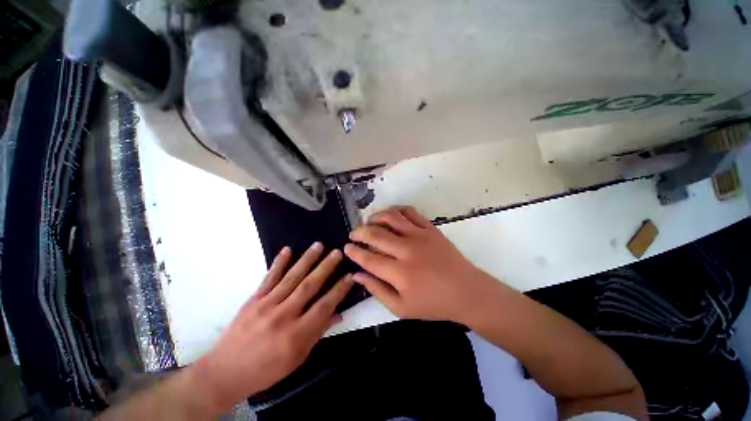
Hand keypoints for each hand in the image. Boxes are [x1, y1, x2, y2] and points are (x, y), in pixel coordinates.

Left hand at [188, 243, 352, 413]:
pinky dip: (279, 263)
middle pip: (309, 286)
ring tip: (319, 245)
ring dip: (307, 259)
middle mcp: (283, 316)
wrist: (225, 373)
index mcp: (296, 335)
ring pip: (292, 278)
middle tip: (337, 252)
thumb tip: (338, 314)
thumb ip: (318, 333)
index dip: (339, 290)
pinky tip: (287, 250)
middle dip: (326, 267)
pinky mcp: (253, 300)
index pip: (324, 306)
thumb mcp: (297, 358)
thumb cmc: (266, 370)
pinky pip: (269, 278)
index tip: (349, 276)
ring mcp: (266, 305)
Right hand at [344, 206, 498, 322]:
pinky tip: (390, 215)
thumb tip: (357, 275)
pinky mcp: (430, 228)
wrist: (466, 291)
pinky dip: (396, 210)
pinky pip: (410, 212)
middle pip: (375, 234)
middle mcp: (407, 250)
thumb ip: (377, 290)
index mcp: (399, 273)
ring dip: (375, 217)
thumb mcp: (401, 308)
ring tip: (369, 222)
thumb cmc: (433, 304)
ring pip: (391, 217)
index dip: (354, 252)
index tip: (346, 247)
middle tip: (353, 234)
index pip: (368, 258)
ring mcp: (420, 236)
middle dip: (359, 232)